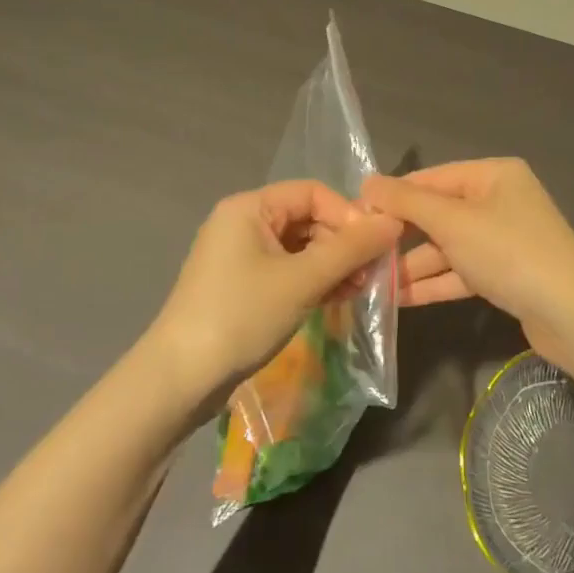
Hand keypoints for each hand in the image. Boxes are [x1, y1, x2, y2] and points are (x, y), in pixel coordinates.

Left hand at [145, 181, 401, 412]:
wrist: (180, 379)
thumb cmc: (241, 316)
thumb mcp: (303, 280)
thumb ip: (350, 249)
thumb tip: (394, 222)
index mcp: (250, 207)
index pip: (313, 193)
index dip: (348, 215)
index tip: (375, 246)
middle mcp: (243, 223)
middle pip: (308, 219)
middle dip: (343, 244)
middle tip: (371, 274)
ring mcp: (241, 256)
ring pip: (301, 248)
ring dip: (333, 265)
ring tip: (358, 290)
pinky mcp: (242, 286)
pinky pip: (288, 271)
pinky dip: (314, 281)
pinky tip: (337, 299)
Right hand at [362, 159, 573, 387]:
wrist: (573, 314)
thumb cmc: (510, 252)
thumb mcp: (454, 222)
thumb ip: (408, 203)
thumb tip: (368, 182)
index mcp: (494, 175)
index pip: (432, 178)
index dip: (393, 196)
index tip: (354, 215)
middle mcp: (500, 201)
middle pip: (439, 214)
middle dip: (402, 236)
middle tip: (360, 254)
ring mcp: (504, 239)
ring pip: (448, 247)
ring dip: (414, 265)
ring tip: (372, 284)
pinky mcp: (506, 274)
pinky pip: (462, 272)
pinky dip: (435, 283)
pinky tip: (400, 300)